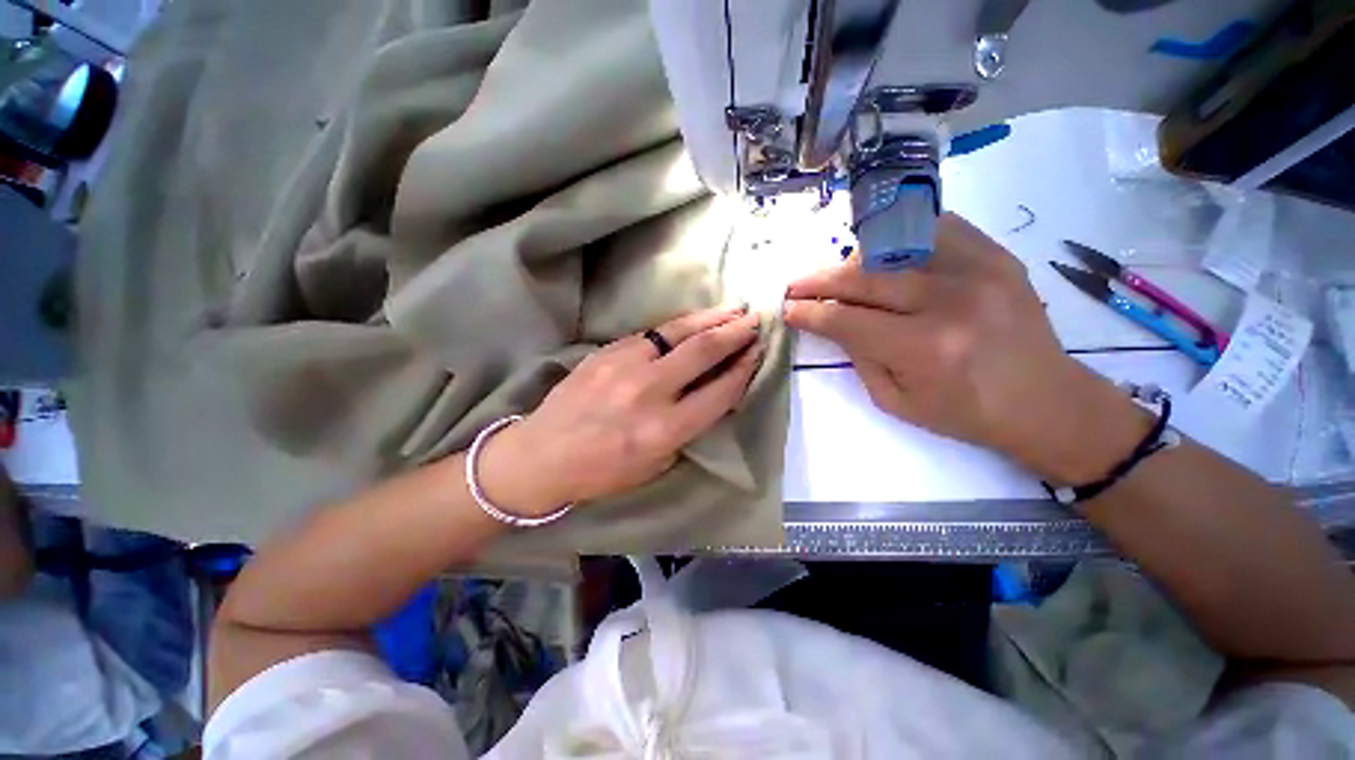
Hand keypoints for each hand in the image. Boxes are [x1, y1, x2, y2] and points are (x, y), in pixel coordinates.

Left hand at [478, 306, 763, 514]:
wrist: (543, 454)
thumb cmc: (602, 471)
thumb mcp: (655, 464)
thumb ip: (686, 430)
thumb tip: (708, 396)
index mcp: (665, 429)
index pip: (719, 392)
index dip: (744, 370)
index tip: (758, 353)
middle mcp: (650, 391)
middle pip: (703, 352)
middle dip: (735, 332)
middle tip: (755, 319)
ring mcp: (625, 366)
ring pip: (678, 332)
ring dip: (710, 318)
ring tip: (733, 309)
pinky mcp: (607, 352)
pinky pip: (650, 333)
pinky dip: (677, 326)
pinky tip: (691, 321)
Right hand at [784, 213, 1150, 484]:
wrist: (1046, 402)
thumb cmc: (965, 413)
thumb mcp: (895, 401)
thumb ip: (859, 357)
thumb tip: (834, 322)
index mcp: (923, 348)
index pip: (846, 319)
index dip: (810, 312)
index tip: (788, 308)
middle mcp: (949, 301)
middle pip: (864, 278)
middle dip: (820, 281)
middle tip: (797, 285)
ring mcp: (978, 270)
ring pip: (894, 247)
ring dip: (855, 260)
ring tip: (840, 274)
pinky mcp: (997, 257)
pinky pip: (936, 228)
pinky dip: (902, 237)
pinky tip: (887, 254)